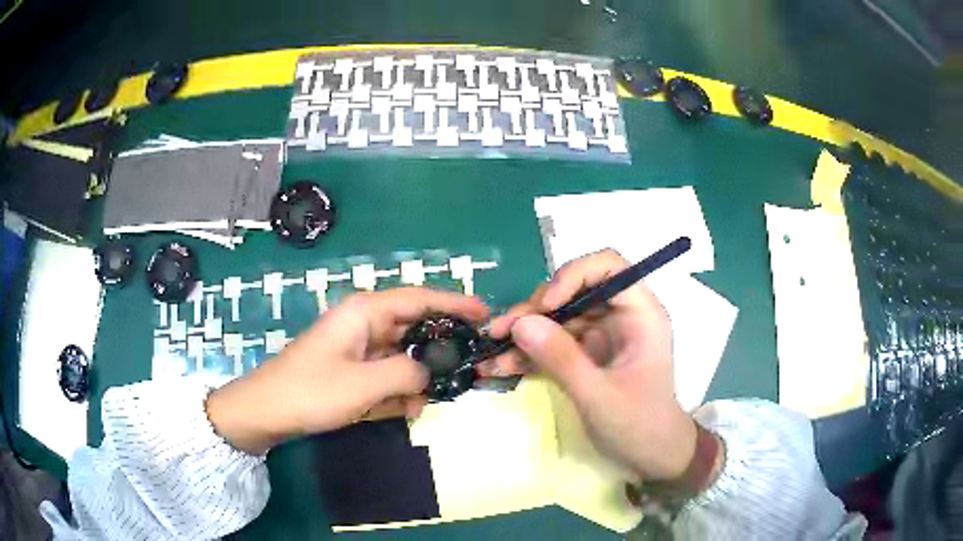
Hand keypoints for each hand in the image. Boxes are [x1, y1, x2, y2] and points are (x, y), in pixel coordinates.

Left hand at [206, 288, 488, 454]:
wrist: (267, 412)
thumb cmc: (312, 391)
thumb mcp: (365, 384)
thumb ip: (407, 372)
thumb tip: (429, 372)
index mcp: (366, 312)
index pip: (420, 298)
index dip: (455, 303)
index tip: (486, 314)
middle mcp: (364, 323)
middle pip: (414, 326)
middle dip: (439, 348)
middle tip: (467, 367)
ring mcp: (358, 347)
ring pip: (402, 354)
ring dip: (416, 377)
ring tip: (426, 403)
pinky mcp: (353, 368)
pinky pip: (387, 372)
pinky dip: (398, 389)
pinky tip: (405, 410)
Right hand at [482, 250, 698, 482]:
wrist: (652, 457)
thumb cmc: (640, 426)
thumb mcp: (600, 396)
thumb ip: (562, 359)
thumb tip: (521, 323)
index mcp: (640, 314)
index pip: (609, 267)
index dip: (574, 276)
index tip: (547, 306)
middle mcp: (619, 316)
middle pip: (573, 290)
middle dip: (536, 309)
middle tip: (501, 333)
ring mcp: (600, 336)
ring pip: (556, 316)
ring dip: (523, 332)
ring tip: (492, 351)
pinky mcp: (584, 355)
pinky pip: (551, 342)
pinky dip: (527, 352)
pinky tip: (501, 366)